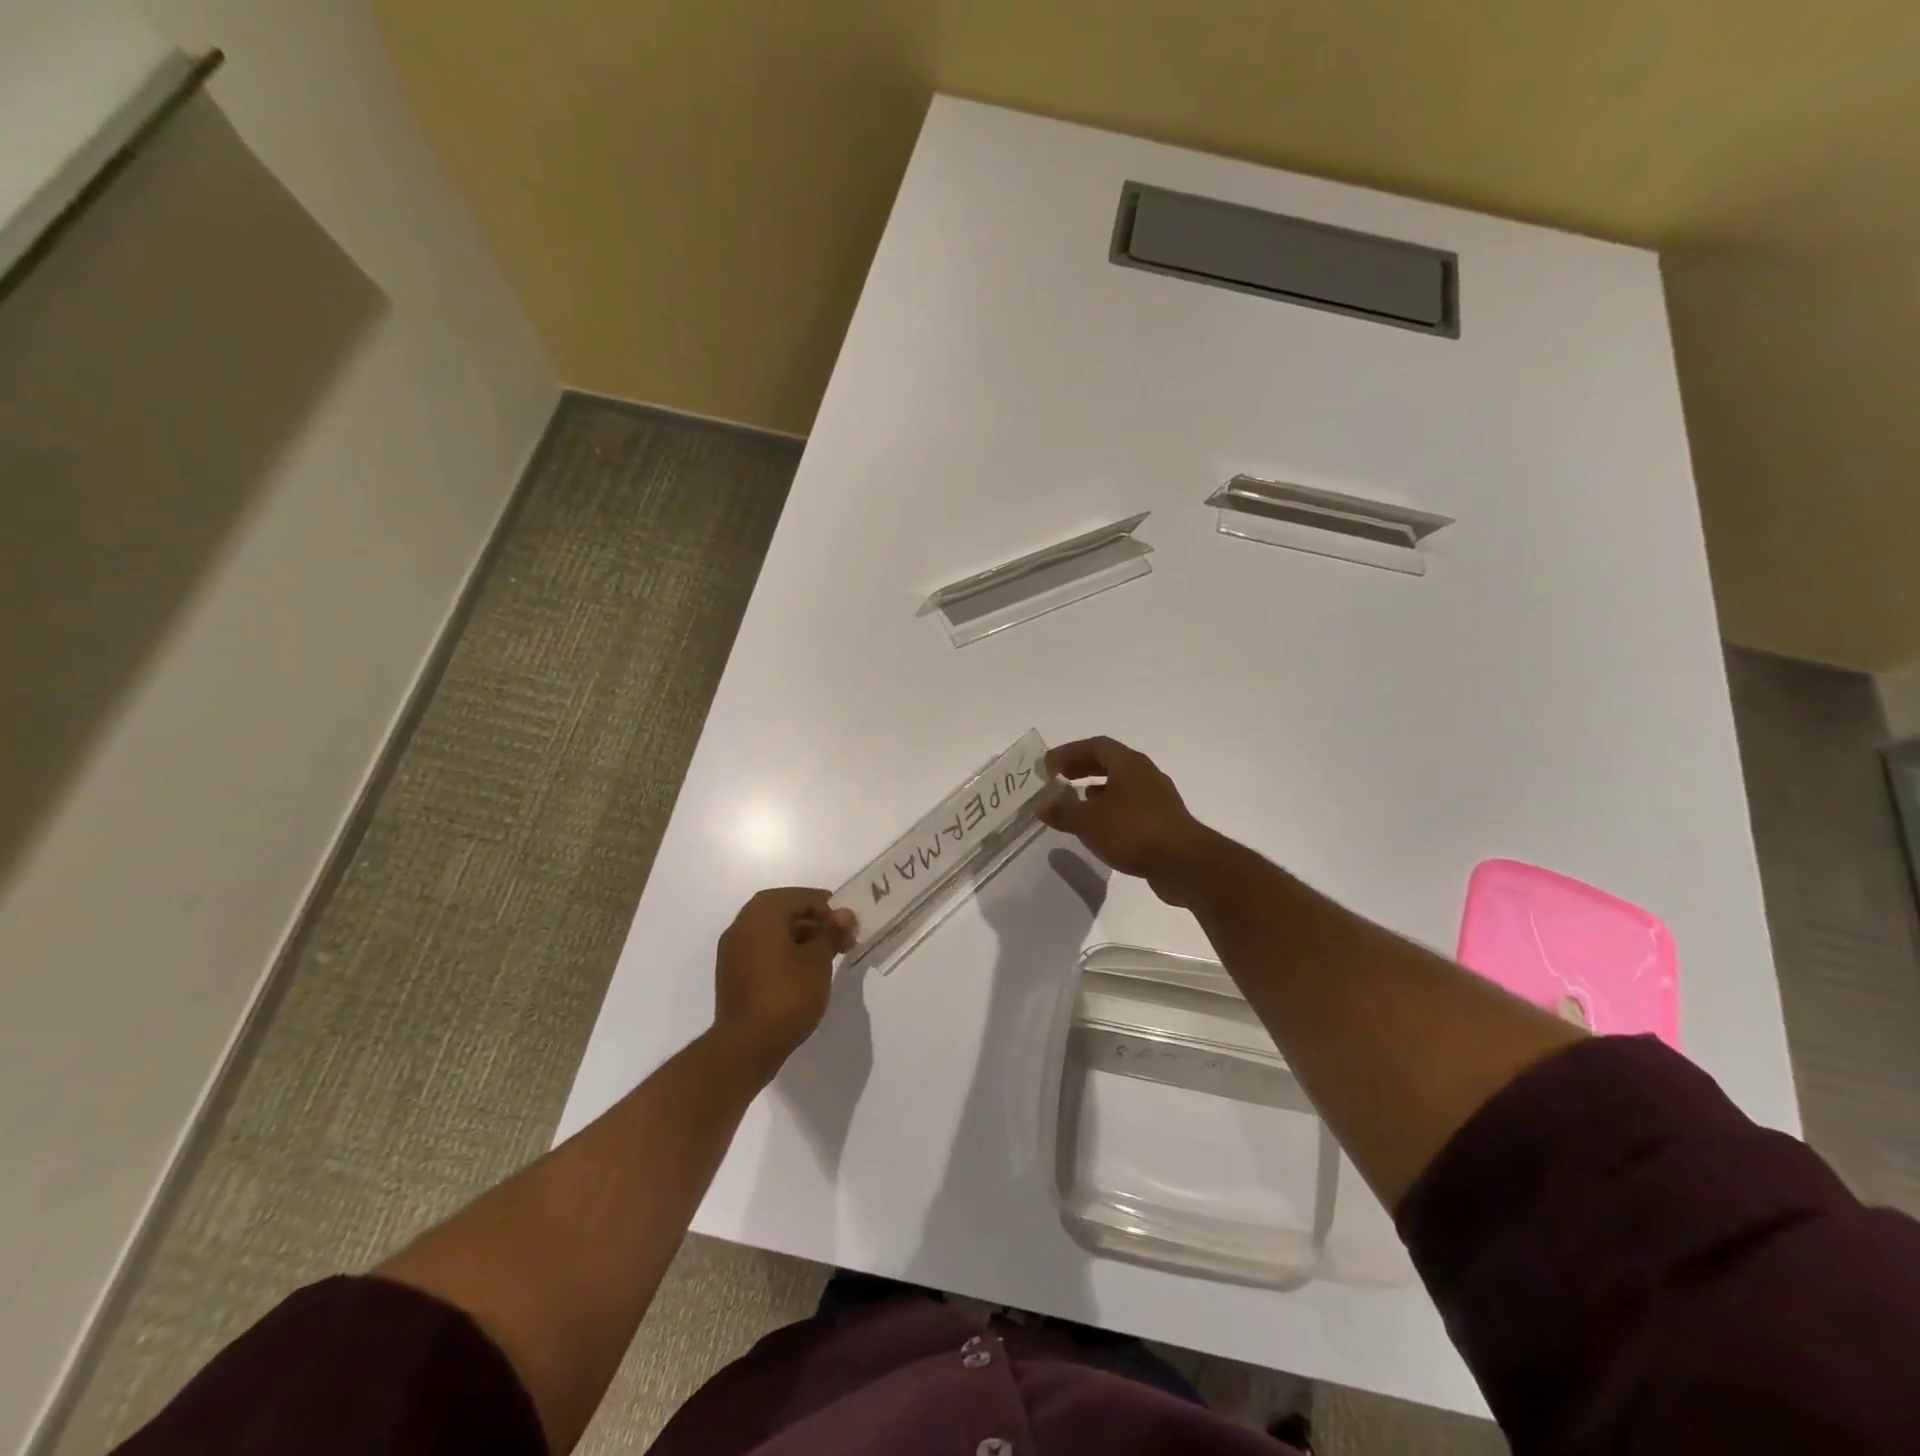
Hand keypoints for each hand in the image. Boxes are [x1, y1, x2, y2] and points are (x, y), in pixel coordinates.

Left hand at [712, 888, 854, 1078]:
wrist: (746, 1046)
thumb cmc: (786, 995)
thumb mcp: (818, 960)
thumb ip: (831, 932)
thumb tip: (843, 914)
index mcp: (761, 914)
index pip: (798, 896)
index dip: (826, 906)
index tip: (846, 924)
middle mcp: (742, 926)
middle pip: (783, 912)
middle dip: (813, 922)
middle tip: (839, 938)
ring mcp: (732, 952)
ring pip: (771, 933)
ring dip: (799, 938)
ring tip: (826, 957)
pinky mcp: (732, 975)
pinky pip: (762, 952)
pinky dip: (783, 954)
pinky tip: (803, 973)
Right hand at [1040, 736, 1216, 905]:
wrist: (1185, 864)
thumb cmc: (1134, 831)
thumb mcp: (1089, 821)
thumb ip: (1063, 811)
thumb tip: (1042, 806)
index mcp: (1129, 764)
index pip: (1096, 745)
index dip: (1069, 752)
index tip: (1048, 767)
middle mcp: (1145, 774)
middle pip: (1109, 763)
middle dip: (1081, 768)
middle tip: (1057, 779)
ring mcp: (1156, 798)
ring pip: (1120, 786)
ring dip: (1095, 790)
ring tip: (1074, 802)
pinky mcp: (1162, 822)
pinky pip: (1129, 807)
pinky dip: (1109, 810)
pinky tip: (1098, 828)